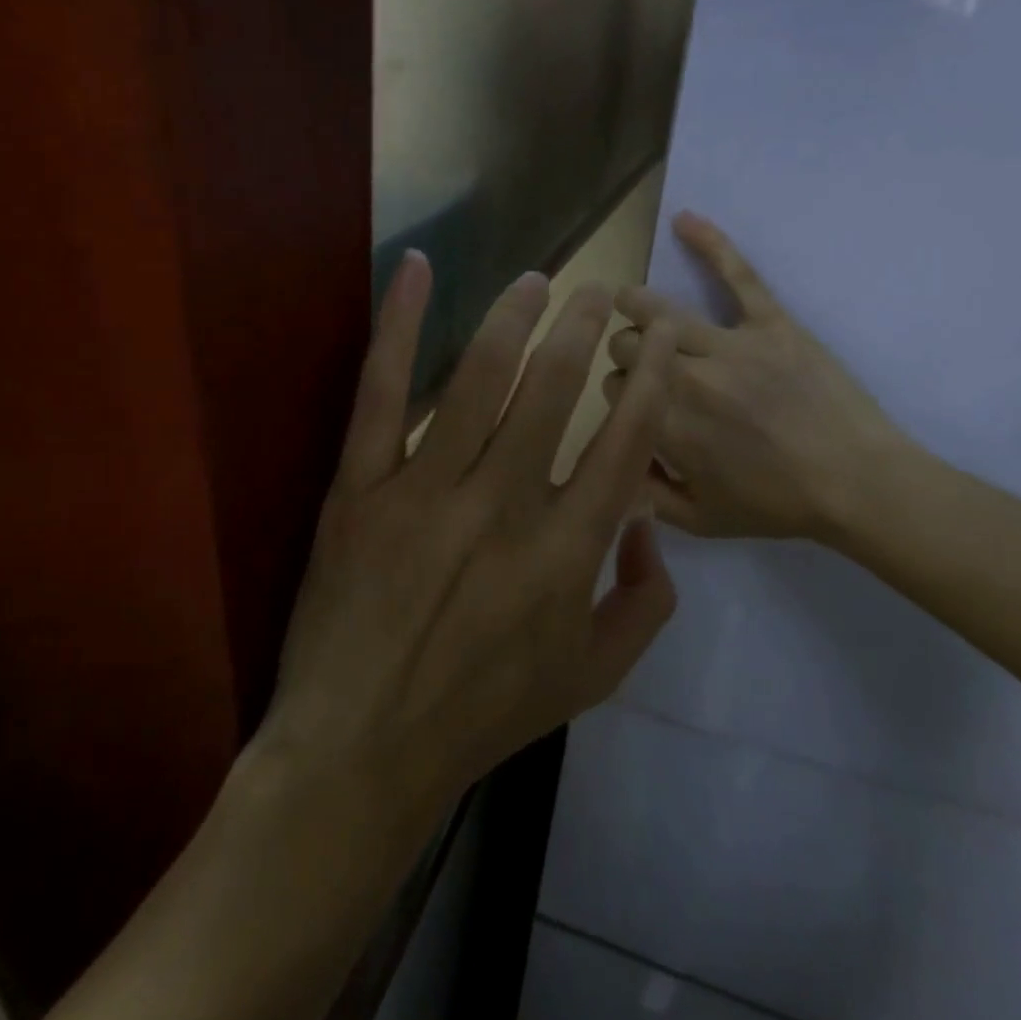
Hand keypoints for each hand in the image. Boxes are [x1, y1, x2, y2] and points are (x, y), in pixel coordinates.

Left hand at [261, 252, 682, 820]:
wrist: (363, 749)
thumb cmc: (484, 713)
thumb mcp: (592, 678)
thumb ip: (646, 604)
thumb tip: (652, 530)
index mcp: (566, 551)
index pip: (625, 443)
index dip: (650, 383)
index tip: (660, 342)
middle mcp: (504, 506)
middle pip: (555, 390)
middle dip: (585, 329)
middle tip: (600, 292)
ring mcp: (426, 490)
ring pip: (480, 378)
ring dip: (515, 317)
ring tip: (537, 279)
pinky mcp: (361, 488)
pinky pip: (382, 393)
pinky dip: (399, 326)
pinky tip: (416, 269)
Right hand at [603, 211, 914, 543]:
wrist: (855, 483)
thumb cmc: (776, 506)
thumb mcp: (698, 520)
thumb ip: (643, 492)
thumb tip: (612, 459)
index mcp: (665, 425)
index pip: (613, 387)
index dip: (619, 392)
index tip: (633, 402)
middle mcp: (684, 378)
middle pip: (627, 346)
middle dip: (623, 353)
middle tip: (639, 363)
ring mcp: (729, 343)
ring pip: (658, 311)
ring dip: (634, 304)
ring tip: (624, 300)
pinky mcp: (770, 321)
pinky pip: (737, 274)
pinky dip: (711, 243)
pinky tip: (684, 219)